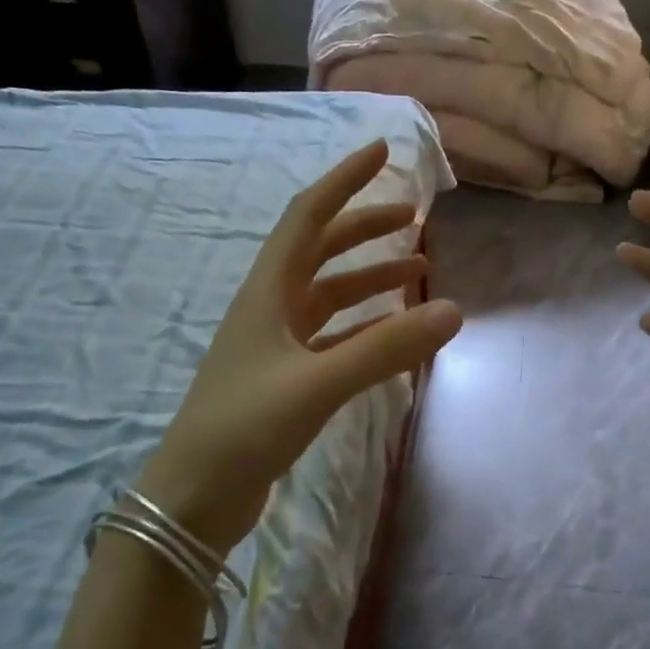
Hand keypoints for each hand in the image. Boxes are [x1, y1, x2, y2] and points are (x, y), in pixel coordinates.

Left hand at [138, 140, 462, 554]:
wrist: (195, 495)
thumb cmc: (245, 426)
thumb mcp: (317, 383)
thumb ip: (386, 348)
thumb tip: (454, 311)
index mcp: (267, 292)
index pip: (307, 216)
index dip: (344, 181)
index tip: (381, 152)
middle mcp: (270, 308)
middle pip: (320, 250)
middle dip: (365, 228)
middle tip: (414, 221)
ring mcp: (275, 345)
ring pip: (328, 295)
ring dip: (369, 279)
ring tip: (417, 275)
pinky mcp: (284, 378)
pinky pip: (332, 337)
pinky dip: (363, 327)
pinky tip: (391, 333)